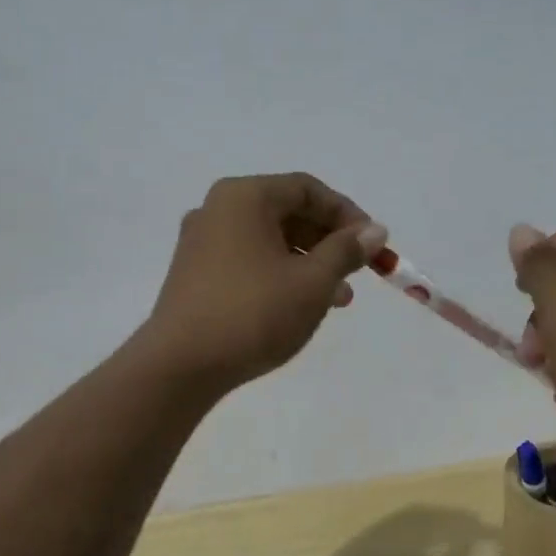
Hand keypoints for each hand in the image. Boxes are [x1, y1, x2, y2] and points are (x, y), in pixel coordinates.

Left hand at [139, 173, 386, 392]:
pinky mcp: (195, 274)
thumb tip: (375, 230)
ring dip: (309, 263)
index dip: (347, 214)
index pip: (307, 189)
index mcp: (244, 197)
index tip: (372, 244)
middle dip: (329, 242)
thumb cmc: (253, 313)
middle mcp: (218, 209)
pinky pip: (249, 261)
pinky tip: (301, 307)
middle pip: (287, 212)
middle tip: (358, 272)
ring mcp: (202, 242)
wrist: (180, 366)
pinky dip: (280, 275)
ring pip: (270, 241)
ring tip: (339, 299)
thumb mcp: (312, 282)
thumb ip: (346, 250)